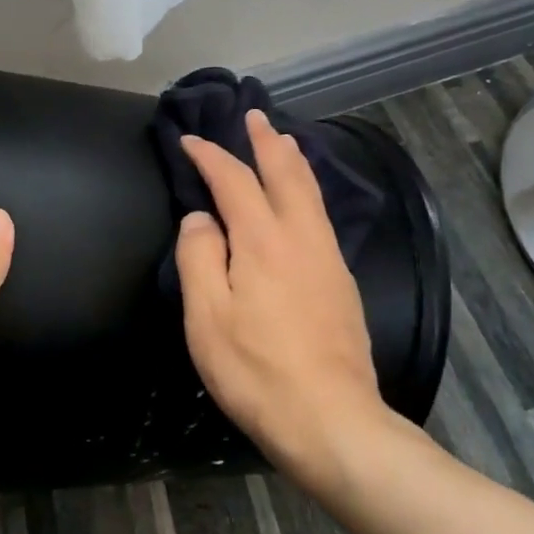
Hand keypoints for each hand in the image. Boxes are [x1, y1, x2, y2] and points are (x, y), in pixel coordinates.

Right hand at [174, 109, 393, 494]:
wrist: (331, 418)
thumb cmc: (257, 370)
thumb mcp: (207, 317)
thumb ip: (199, 257)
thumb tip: (201, 217)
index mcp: (263, 240)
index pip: (234, 180)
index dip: (211, 156)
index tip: (191, 141)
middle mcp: (301, 236)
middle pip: (285, 173)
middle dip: (266, 141)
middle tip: (254, 116)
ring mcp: (328, 257)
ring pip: (312, 192)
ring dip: (294, 160)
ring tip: (284, 141)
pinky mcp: (343, 280)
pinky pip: (323, 215)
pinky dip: (309, 190)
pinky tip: (305, 200)